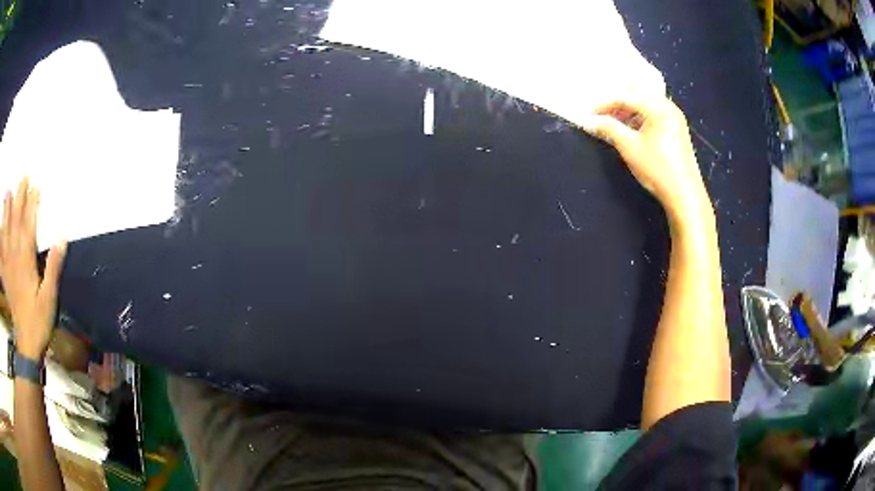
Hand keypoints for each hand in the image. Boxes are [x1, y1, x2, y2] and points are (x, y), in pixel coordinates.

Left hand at [0, 179, 65, 360]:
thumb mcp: (49, 299)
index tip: (35, 186)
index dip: (31, 204)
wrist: (26, 345)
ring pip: (5, 233)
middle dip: (18, 199)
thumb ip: (53, 268)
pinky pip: (0, 255)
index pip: (28, 226)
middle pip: (15, 223)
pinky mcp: (4, 278)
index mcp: (25, 262)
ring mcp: (7, 267)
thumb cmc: (38, 321)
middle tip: (22, 179)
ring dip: (6, 212)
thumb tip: (62, 239)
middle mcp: (14, 258)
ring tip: (7, 192)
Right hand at [579, 94, 712, 223]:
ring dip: (628, 111)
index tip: (588, 115)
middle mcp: (669, 107)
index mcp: (659, 107)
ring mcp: (675, 119)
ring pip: (646, 105)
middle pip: (637, 95)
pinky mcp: (677, 131)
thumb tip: (589, 121)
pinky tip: (631, 130)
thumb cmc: (657, 168)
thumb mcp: (629, 147)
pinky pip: (654, 115)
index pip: (626, 97)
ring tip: (614, 123)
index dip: (604, 104)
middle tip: (601, 114)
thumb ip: (608, 128)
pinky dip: (640, 118)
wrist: (685, 195)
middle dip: (617, 103)